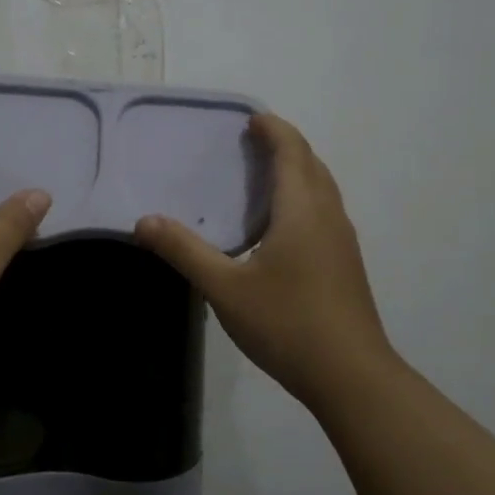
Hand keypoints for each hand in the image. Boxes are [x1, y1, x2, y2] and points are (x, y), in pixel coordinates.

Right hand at [134, 112, 394, 409]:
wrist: (350, 376)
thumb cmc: (287, 323)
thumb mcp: (225, 288)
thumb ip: (185, 251)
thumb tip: (143, 221)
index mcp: (302, 211)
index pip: (292, 152)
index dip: (274, 130)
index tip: (251, 118)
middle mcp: (328, 217)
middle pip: (312, 165)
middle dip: (286, 145)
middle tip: (252, 140)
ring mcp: (342, 242)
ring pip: (322, 189)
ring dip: (298, 171)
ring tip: (265, 175)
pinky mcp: (345, 265)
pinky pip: (324, 211)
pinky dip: (304, 197)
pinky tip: (282, 226)